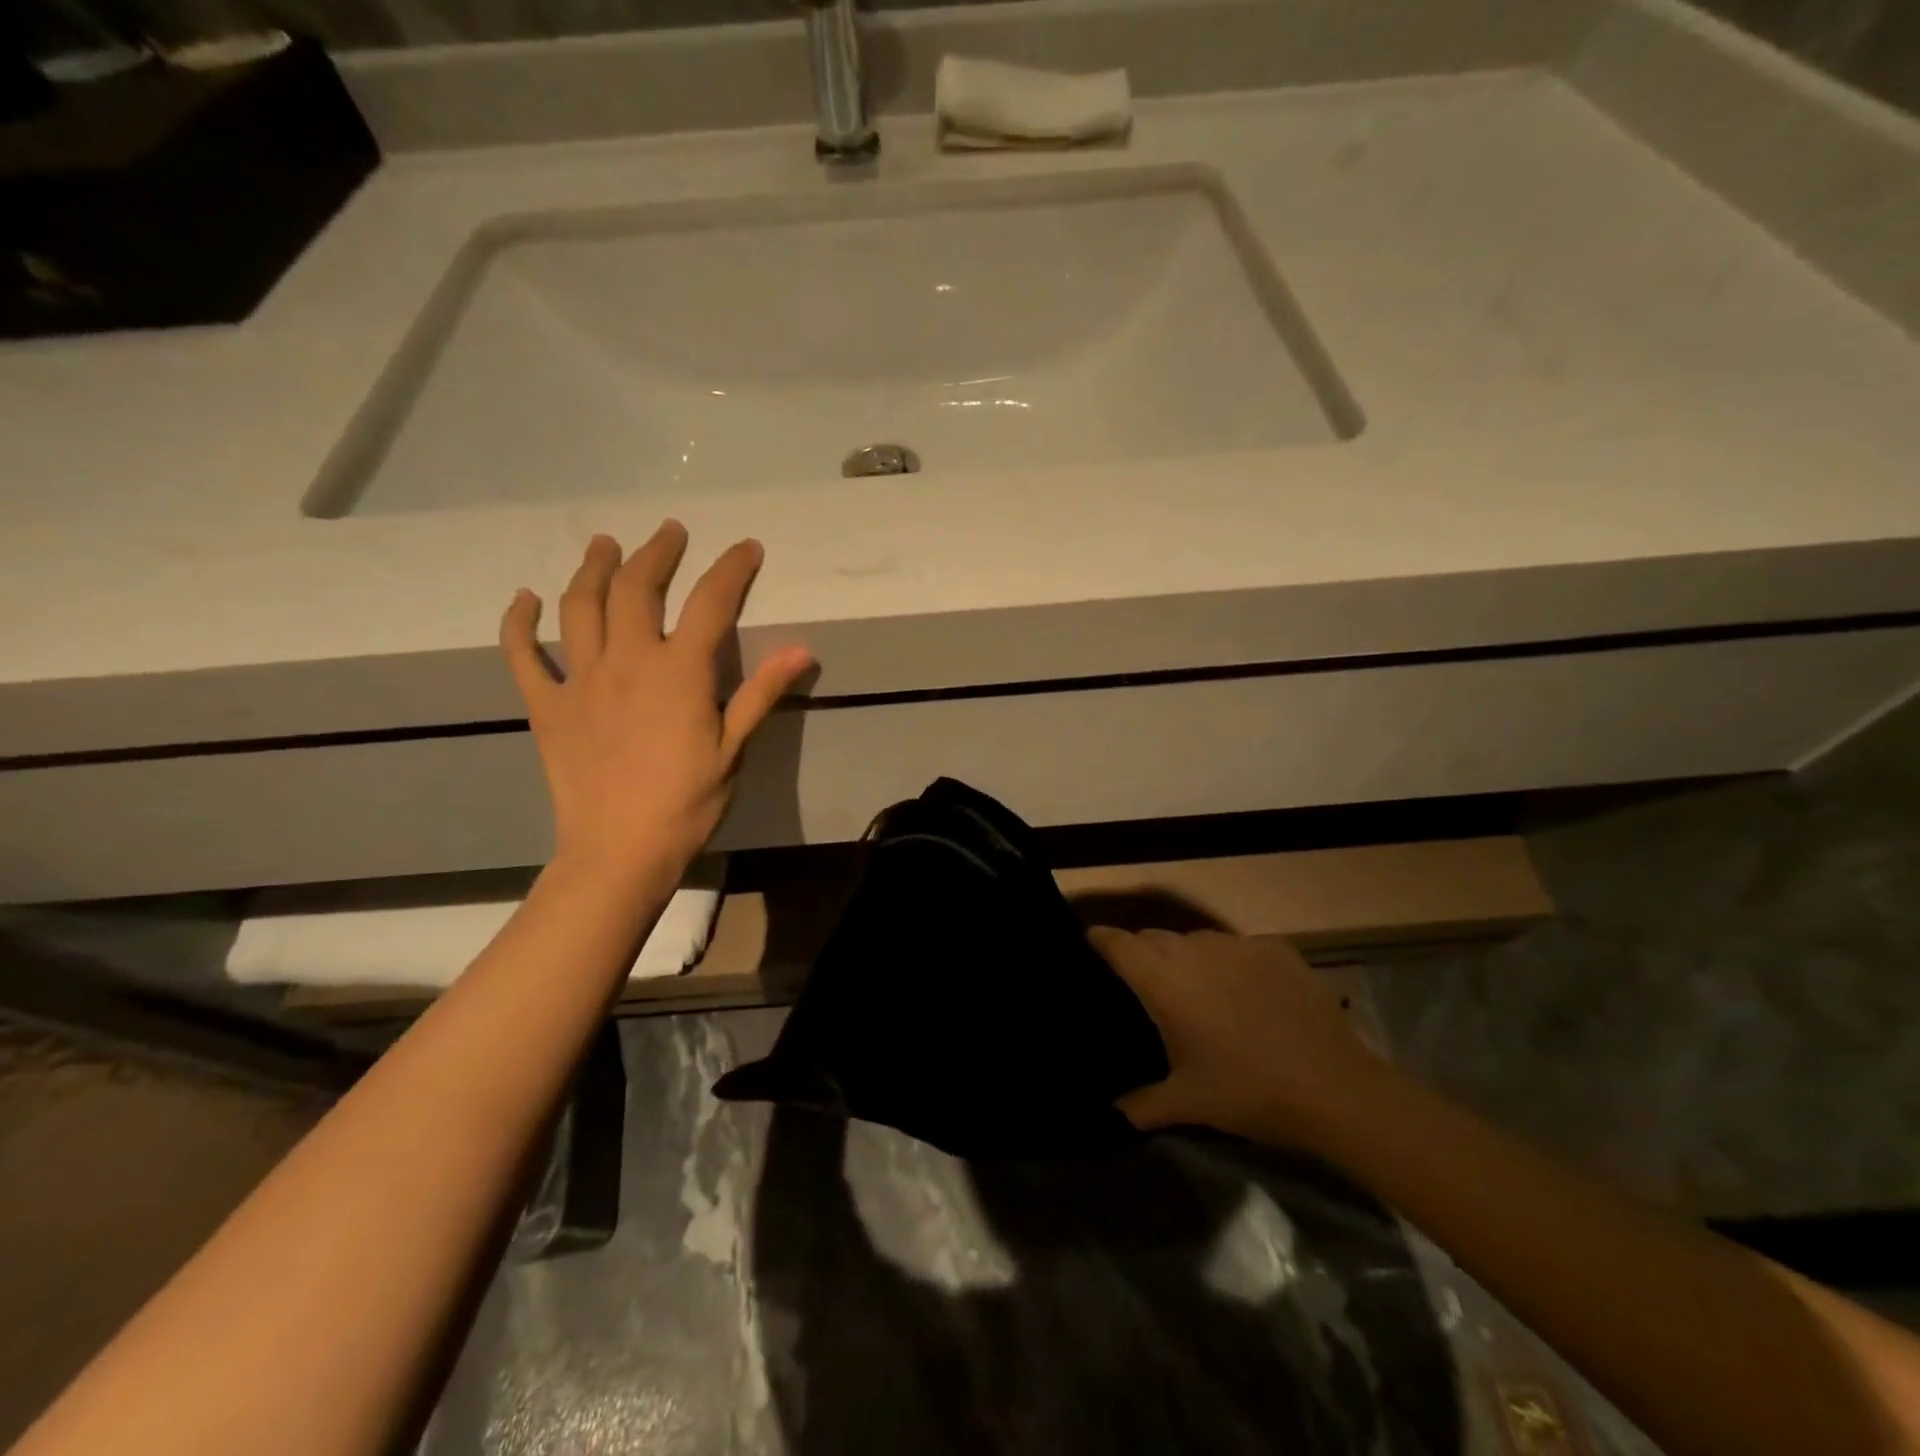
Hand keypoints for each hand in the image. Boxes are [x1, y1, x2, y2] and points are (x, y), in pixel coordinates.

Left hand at [499, 523, 813, 882]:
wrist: (619, 851)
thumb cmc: (686, 803)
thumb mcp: (733, 749)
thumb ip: (762, 693)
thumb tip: (802, 650)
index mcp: (679, 672)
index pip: (710, 603)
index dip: (731, 568)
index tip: (746, 547)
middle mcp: (627, 661)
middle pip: (637, 589)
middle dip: (657, 553)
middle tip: (669, 532)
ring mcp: (580, 681)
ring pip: (581, 607)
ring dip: (593, 568)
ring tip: (604, 544)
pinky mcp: (547, 707)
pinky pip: (523, 656)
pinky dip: (520, 624)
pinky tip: (525, 600)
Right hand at [1090, 929, 1381, 1150]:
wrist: (1335, 1089)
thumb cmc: (1247, 1091)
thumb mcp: (1188, 1103)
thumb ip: (1142, 1103)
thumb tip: (1114, 1110)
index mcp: (1163, 979)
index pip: (1116, 942)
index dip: (1099, 941)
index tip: (1089, 948)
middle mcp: (1194, 948)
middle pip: (1153, 938)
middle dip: (1143, 955)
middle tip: (1147, 988)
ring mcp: (1238, 944)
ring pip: (1196, 940)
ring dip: (1188, 960)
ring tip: (1199, 993)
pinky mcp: (1276, 947)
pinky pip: (1238, 948)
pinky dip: (1232, 964)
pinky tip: (1248, 995)